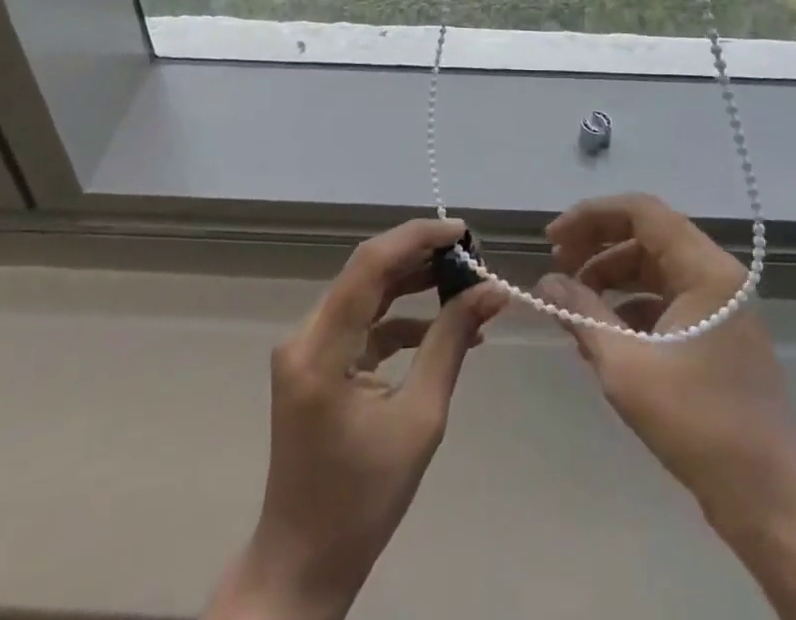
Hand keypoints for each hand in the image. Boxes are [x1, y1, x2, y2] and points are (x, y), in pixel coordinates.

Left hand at [207, 218, 506, 619]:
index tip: (464, 232)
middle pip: (367, 272)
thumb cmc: (363, 500)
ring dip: (414, 284)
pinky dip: (401, 319)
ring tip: (466, 283)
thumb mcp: (420, 418)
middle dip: (421, 257)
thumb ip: (451, 343)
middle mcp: (305, 334)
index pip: (370, 264)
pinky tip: (443, 326)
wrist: (304, 562)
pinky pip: (363, 323)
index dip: (417, 237)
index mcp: (320, 348)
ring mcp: (307, 347)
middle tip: (472, 257)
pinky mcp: (317, 362)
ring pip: (367, 293)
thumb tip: (491, 291)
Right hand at [534, 193, 795, 539]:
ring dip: (612, 279)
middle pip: (648, 236)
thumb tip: (545, 282)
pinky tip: (604, 336)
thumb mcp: (626, 367)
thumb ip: (582, 314)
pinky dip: (633, 308)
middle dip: (598, 247)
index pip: (642, 212)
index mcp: (706, 270)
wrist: (769, 504)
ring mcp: (722, 306)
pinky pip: (668, 300)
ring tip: (574, 305)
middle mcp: (718, 276)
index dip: (591, 217)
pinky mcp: (720, 335)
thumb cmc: (698, 425)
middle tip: (558, 267)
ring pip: (656, 269)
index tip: (553, 239)